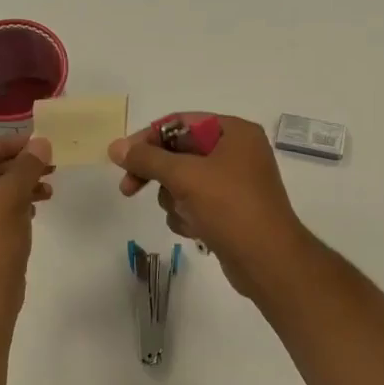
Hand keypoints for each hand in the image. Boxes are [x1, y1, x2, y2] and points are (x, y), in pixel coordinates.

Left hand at [0, 134, 54, 303]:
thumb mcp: (10, 195)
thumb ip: (26, 165)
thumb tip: (41, 143)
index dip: (6, 145)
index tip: (35, 144)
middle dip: (16, 167)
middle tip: (47, 164)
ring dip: (19, 186)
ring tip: (48, 188)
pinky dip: (12, 206)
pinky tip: (35, 207)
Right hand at [108, 114, 312, 300]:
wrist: (268, 262)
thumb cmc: (230, 208)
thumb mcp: (185, 177)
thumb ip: (147, 159)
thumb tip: (115, 147)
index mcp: (234, 132)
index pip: (180, 122)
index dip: (148, 138)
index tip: (122, 158)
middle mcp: (236, 152)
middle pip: (179, 153)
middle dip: (157, 174)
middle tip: (128, 188)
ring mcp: (233, 182)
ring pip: (182, 181)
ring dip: (174, 199)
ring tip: (185, 214)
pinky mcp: (228, 210)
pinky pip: (193, 203)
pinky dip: (187, 215)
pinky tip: (195, 230)